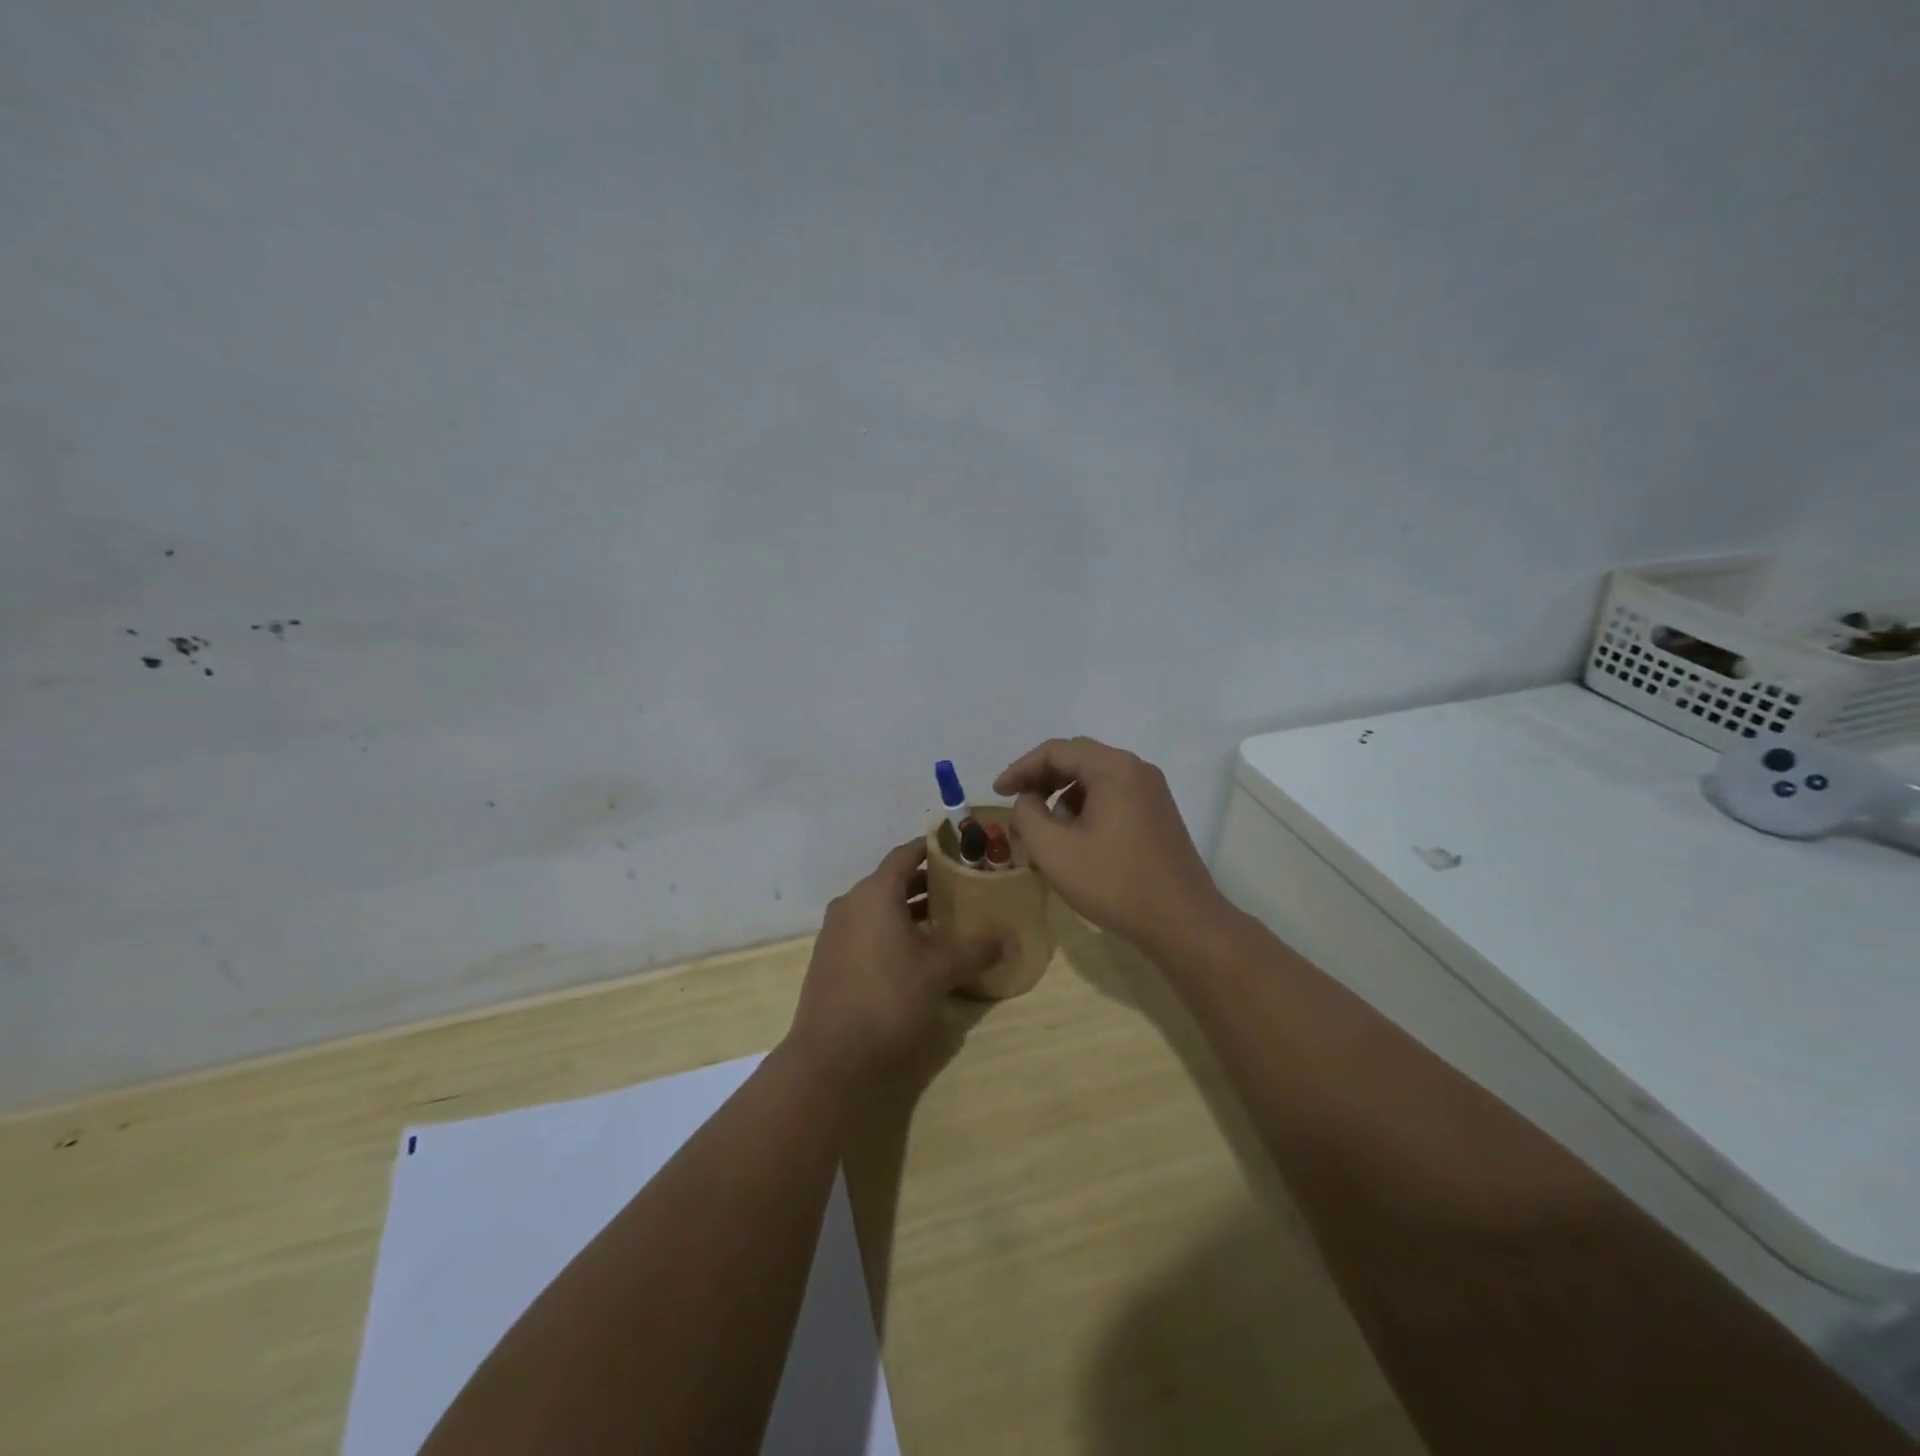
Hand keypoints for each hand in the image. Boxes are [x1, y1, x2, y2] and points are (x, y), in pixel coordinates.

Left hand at [783, 840, 1003, 1089]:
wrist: (831, 1056)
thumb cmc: (889, 998)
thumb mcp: (940, 971)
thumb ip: (975, 949)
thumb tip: (1009, 937)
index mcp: (875, 893)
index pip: (905, 855)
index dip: (931, 849)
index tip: (959, 850)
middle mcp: (851, 903)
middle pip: (892, 881)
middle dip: (926, 882)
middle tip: (961, 887)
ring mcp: (836, 932)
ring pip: (878, 908)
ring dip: (909, 910)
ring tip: (945, 921)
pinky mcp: (829, 959)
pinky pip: (865, 930)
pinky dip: (890, 930)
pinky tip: (914, 953)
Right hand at [995, 737, 1229, 952]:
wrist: (1182, 922)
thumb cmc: (1114, 882)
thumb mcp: (1054, 850)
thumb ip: (1027, 815)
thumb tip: (1028, 801)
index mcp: (1113, 769)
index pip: (1056, 751)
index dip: (1021, 769)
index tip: (997, 793)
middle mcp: (1136, 770)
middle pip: (1077, 760)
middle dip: (1041, 781)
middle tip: (1017, 806)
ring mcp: (1152, 792)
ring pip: (1095, 781)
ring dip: (1063, 798)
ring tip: (1044, 833)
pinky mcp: (1157, 815)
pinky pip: (1112, 798)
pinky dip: (1086, 810)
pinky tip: (1075, 842)